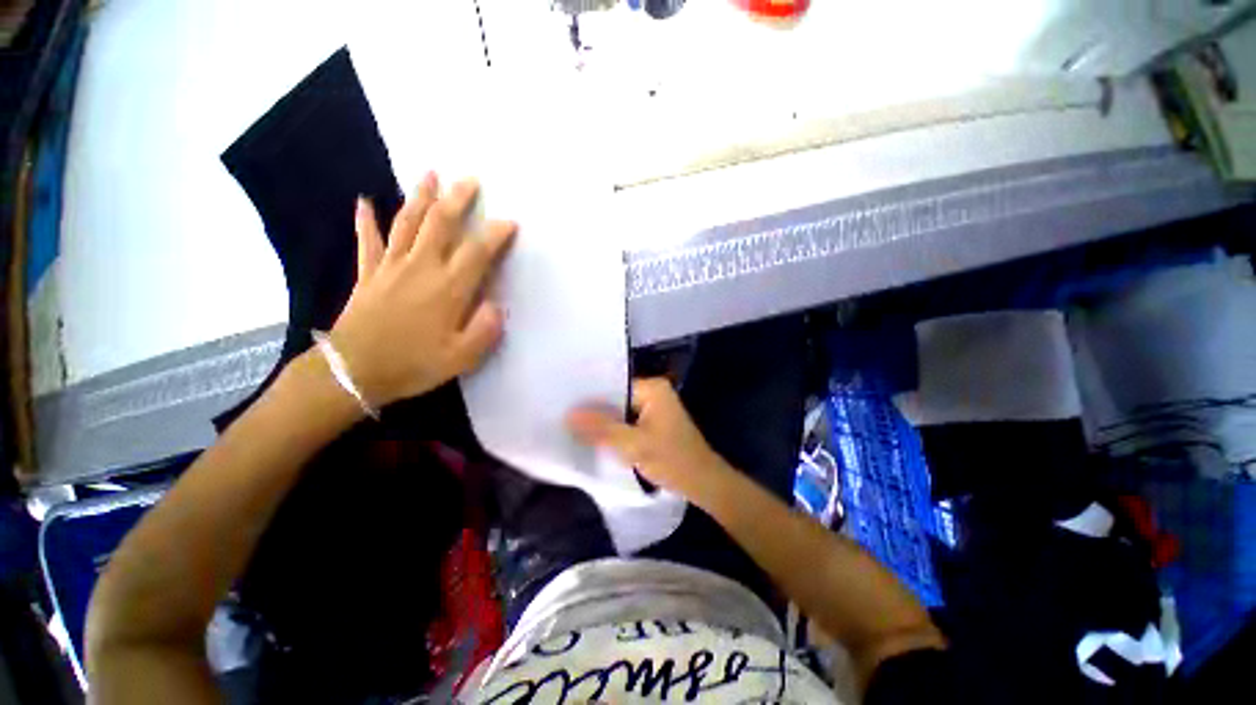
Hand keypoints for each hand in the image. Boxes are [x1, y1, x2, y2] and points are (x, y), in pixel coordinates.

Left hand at [328, 173, 516, 407]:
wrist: (352, 373)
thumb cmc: (413, 365)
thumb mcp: (462, 357)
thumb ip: (485, 329)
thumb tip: (497, 305)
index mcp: (448, 289)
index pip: (478, 252)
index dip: (496, 234)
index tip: (510, 222)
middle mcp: (421, 268)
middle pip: (441, 224)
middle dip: (457, 199)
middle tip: (470, 179)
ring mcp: (391, 267)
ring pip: (408, 222)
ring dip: (420, 196)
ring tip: (429, 173)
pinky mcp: (369, 274)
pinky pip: (368, 241)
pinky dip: (366, 220)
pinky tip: (364, 201)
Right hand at [567, 378, 733, 503]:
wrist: (703, 483)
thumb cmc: (672, 460)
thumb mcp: (634, 445)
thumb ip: (601, 429)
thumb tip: (569, 415)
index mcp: (653, 388)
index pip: (613, 386)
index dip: (590, 397)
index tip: (563, 404)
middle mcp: (654, 391)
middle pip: (616, 398)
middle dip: (594, 410)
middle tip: (563, 416)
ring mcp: (655, 407)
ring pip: (620, 411)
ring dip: (604, 421)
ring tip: (572, 425)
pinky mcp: (654, 422)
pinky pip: (628, 421)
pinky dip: (614, 429)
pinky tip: (594, 437)